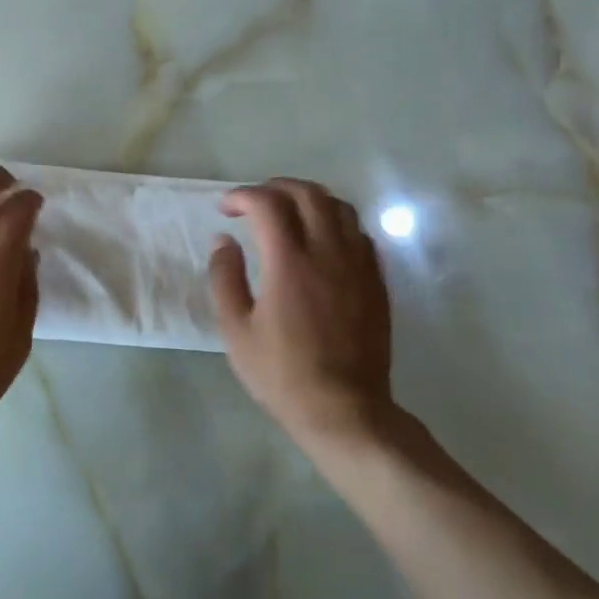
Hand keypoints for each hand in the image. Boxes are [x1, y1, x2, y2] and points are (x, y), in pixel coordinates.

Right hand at [209, 179, 400, 452]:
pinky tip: (320, 241)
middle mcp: (327, 253)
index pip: (268, 203)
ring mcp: (358, 265)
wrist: (345, 411)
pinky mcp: (376, 281)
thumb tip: (223, 240)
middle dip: (275, 187)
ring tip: (288, 214)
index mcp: (289, 263)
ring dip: (308, 199)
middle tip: (254, 204)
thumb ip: (224, 277)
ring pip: (339, 206)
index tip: (225, 210)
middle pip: (307, 193)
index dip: (242, 196)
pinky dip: (335, 222)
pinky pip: (359, 232)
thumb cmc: (282, 374)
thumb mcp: (235, 330)